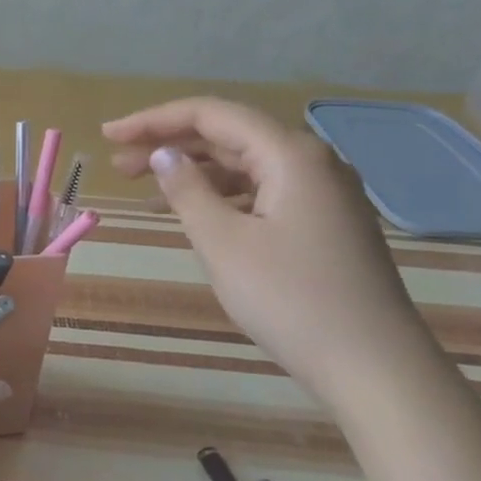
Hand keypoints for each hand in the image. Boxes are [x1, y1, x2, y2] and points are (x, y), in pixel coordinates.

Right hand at [103, 98, 440, 401]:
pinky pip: (259, 192)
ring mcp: (321, 194)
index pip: (211, 115)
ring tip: (142, 187)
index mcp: (290, 155)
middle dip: (169, 144)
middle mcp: (310, 163)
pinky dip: (219, 195)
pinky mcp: (322, 223)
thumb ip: (187, 190)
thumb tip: (164, 155)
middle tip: (116, 162)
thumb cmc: (289, 298)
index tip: (109, 135)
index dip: (154, 120)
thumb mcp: (223, 242)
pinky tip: (191, 213)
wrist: (372, 365)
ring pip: (244, 165)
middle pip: (229, 136)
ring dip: (192, 171)